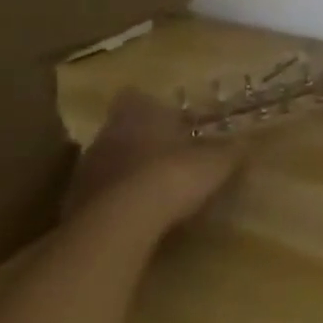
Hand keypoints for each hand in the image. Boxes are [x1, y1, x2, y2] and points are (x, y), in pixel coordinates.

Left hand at [64, 89, 252, 238]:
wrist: (119, 225)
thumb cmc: (173, 176)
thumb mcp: (217, 163)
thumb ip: (231, 152)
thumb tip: (249, 144)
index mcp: (138, 113)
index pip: (137, 97)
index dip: (153, 107)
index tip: (172, 120)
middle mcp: (107, 134)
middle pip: (122, 130)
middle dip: (143, 141)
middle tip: (169, 155)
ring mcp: (85, 170)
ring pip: (109, 162)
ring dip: (127, 172)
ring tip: (154, 189)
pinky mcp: (73, 205)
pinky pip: (99, 196)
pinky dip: (115, 202)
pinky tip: (136, 216)